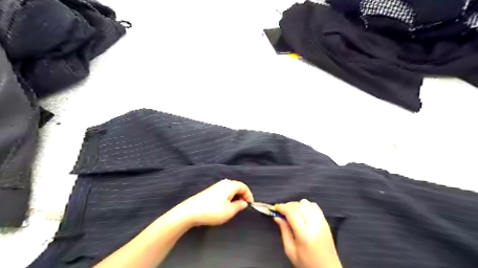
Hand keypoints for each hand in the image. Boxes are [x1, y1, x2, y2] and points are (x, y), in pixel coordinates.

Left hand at [172, 179, 252, 227]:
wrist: (190, 211)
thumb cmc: (213, 211)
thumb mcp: (229, 211)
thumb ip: (239, 205)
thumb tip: (244, 202)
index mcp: (230, 185)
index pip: (244, 187)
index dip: (249, 195)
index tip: (250, 205)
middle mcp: (224, 183)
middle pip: (237, 187)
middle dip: (242, 196)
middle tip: (243, 207)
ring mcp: (216, 186)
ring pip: (230, 190)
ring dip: (235, 197)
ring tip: (235, 208)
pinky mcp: (210, 191)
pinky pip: (224, 192)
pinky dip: (228, 197)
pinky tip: (225, 206)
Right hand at [275, 199, 341, 267]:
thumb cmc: (307, 262)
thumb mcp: (290, 250)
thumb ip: (284, 231)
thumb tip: (277, 217)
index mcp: (304, 234)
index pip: (292, 212)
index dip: (282, 207)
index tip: (275, 207)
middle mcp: (314, 225)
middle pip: (298, 206)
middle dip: (287, 205)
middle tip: (281, 211)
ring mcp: (321, 222)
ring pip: (306, 203)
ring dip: (297, 205)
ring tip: (292, 212)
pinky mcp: (325, 221)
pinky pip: (314, 206)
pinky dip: (306, 205)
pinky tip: (302, 212)